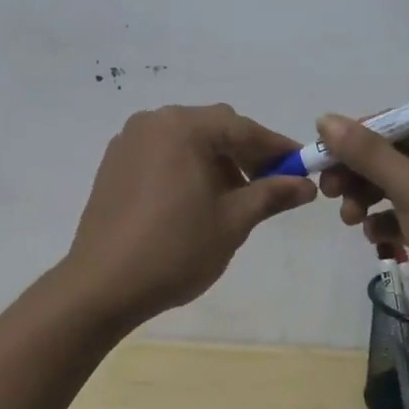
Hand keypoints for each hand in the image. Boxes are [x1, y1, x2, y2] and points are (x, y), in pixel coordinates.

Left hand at [57, 104, 316, 330]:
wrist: (102, 286)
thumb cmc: (175, 250)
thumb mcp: (232, 221)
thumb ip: (271, 194)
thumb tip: (306, 185)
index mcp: (183, 127)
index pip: (242, 128)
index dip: (276, 148)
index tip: (304, 167)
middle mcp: (154, 122)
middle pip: (213, 128)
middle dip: (245, 154)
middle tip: (270, 185)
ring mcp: (129, 141)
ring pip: (187, 140)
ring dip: (216, 161)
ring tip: (232, 200)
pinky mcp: (114, 163)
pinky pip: (163, 153)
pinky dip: (187, 167)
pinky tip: (196, 201)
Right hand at [314, 115, 408, 348]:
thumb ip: (367, 153)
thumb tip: (325, 118)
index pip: (394, 122)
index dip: (354, 139)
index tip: (320, 158)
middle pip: (392, 154)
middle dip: (359, 173)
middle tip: (329, 193)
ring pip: (396, 185)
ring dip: (369, 199)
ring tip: (352, 221)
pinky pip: (408, 212)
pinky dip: (389, 221)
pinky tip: (377, 239)